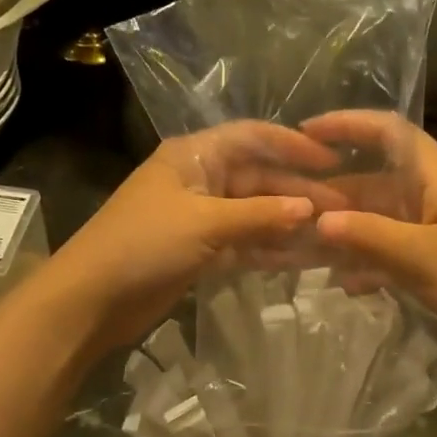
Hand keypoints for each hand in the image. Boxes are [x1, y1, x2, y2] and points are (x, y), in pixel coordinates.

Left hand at [37, 121, 334, 354]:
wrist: (91, 299)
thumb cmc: (143, 244)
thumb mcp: (205, 223)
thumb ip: (260, 215)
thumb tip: (312, 209)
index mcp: (195, 155)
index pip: (253, 137)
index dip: (294, 146)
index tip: (334, 161)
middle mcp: (201, 179)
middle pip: (259, 178)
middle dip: (299, 193)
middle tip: (344, 210)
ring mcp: (201, 217)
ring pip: (256, 213)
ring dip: (290, 224)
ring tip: (334, 236)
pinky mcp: (201, 250)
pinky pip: (245, 242)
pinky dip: (271, 249)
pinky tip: (305, 259)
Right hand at [304, 113, 436, 360]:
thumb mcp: (423, 258)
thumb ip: (368, 235)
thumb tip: (316, 218)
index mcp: (436, 175)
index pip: (387, 130)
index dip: (345, 124)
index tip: (302, 134)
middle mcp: (434, 192)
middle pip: (375, 179)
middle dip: (333, 194)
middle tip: (288, 211)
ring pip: (381, 218)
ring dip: (347, 232)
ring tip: (304, 251)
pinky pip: (396, 248)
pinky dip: (371, 261)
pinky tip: (347, 286)